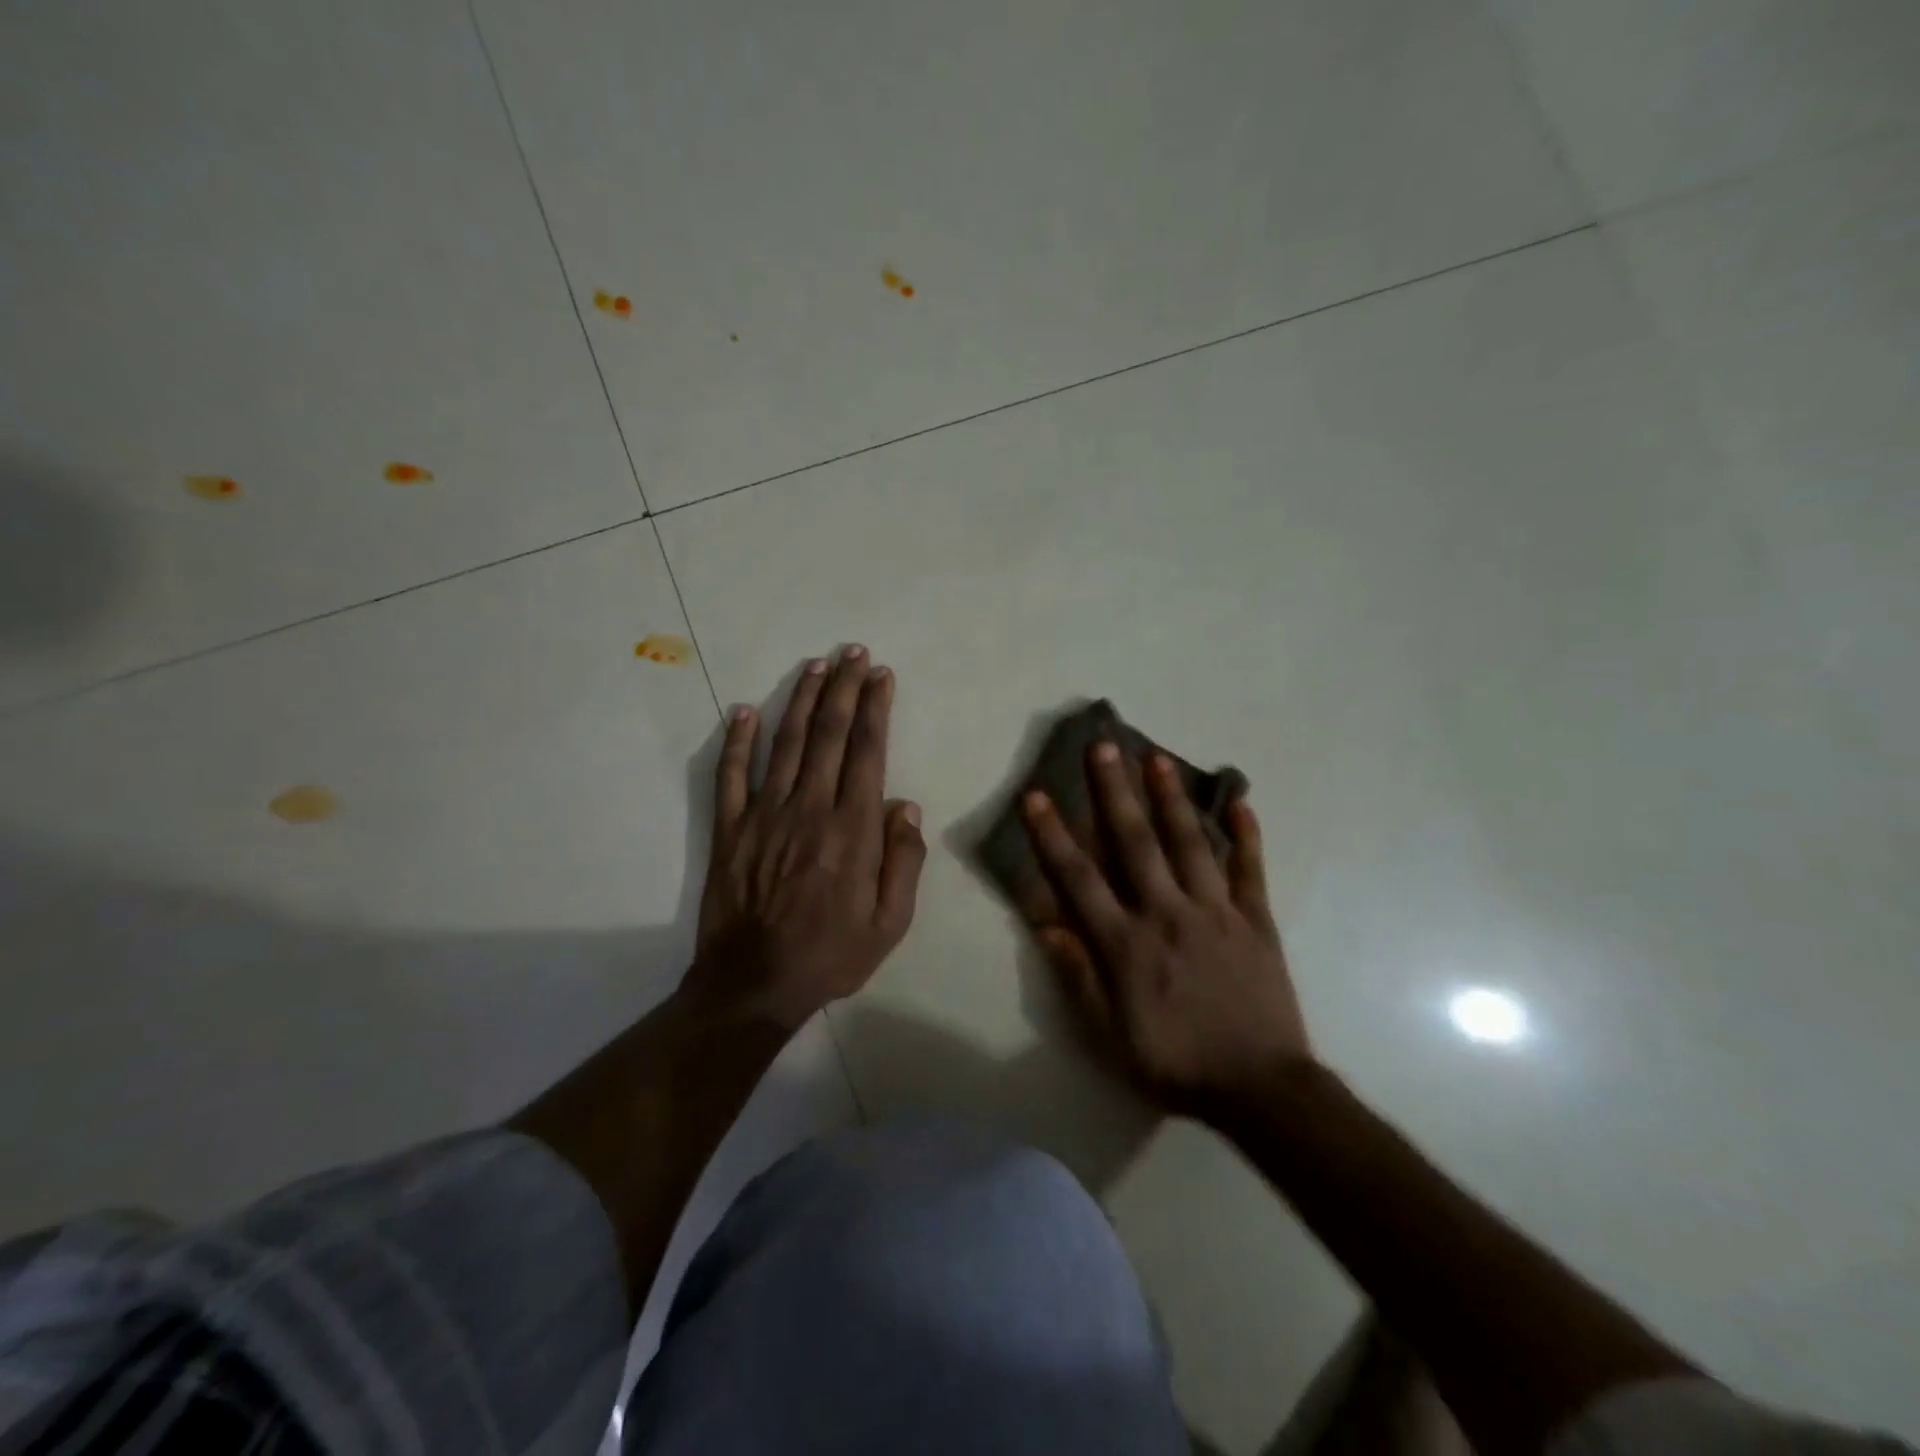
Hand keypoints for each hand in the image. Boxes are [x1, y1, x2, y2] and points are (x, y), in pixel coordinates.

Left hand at [686, 646, 925, 1031]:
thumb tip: (906, 806)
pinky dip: (737, 740)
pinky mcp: (729, 829)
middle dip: (844, 688)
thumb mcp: (891, 923)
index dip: (876, 708)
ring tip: (816, 666)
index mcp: (852, 829)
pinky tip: (745, 710)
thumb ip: (904, 862)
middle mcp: (809, 809)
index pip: (868, 752)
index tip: (881, 675)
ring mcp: (764, 815)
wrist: (754, 984)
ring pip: (786, 743)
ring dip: (802, 701)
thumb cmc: (831, 955)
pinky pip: (731, 775)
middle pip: (830, 734)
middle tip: (852, 653)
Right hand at [1022, 741, 1310, 1116]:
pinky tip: (1241, 801)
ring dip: (1171, 798)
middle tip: (1103, 746)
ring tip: (1158, 757)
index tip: (1036, 796)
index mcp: (1126, 942)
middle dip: (1114, 791)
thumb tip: (1046, 923)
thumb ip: (1077, 975)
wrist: (1260, 1088)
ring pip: (1190, 843)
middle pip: (1135, 843)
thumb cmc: (1175, 1062)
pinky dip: (1247, 836)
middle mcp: (1167, 913)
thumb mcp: (1109, 1034)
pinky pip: (1250, 871)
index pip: (1079, 878)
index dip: (1053, 835)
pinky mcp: (1255, 920)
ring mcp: (1215, 912)